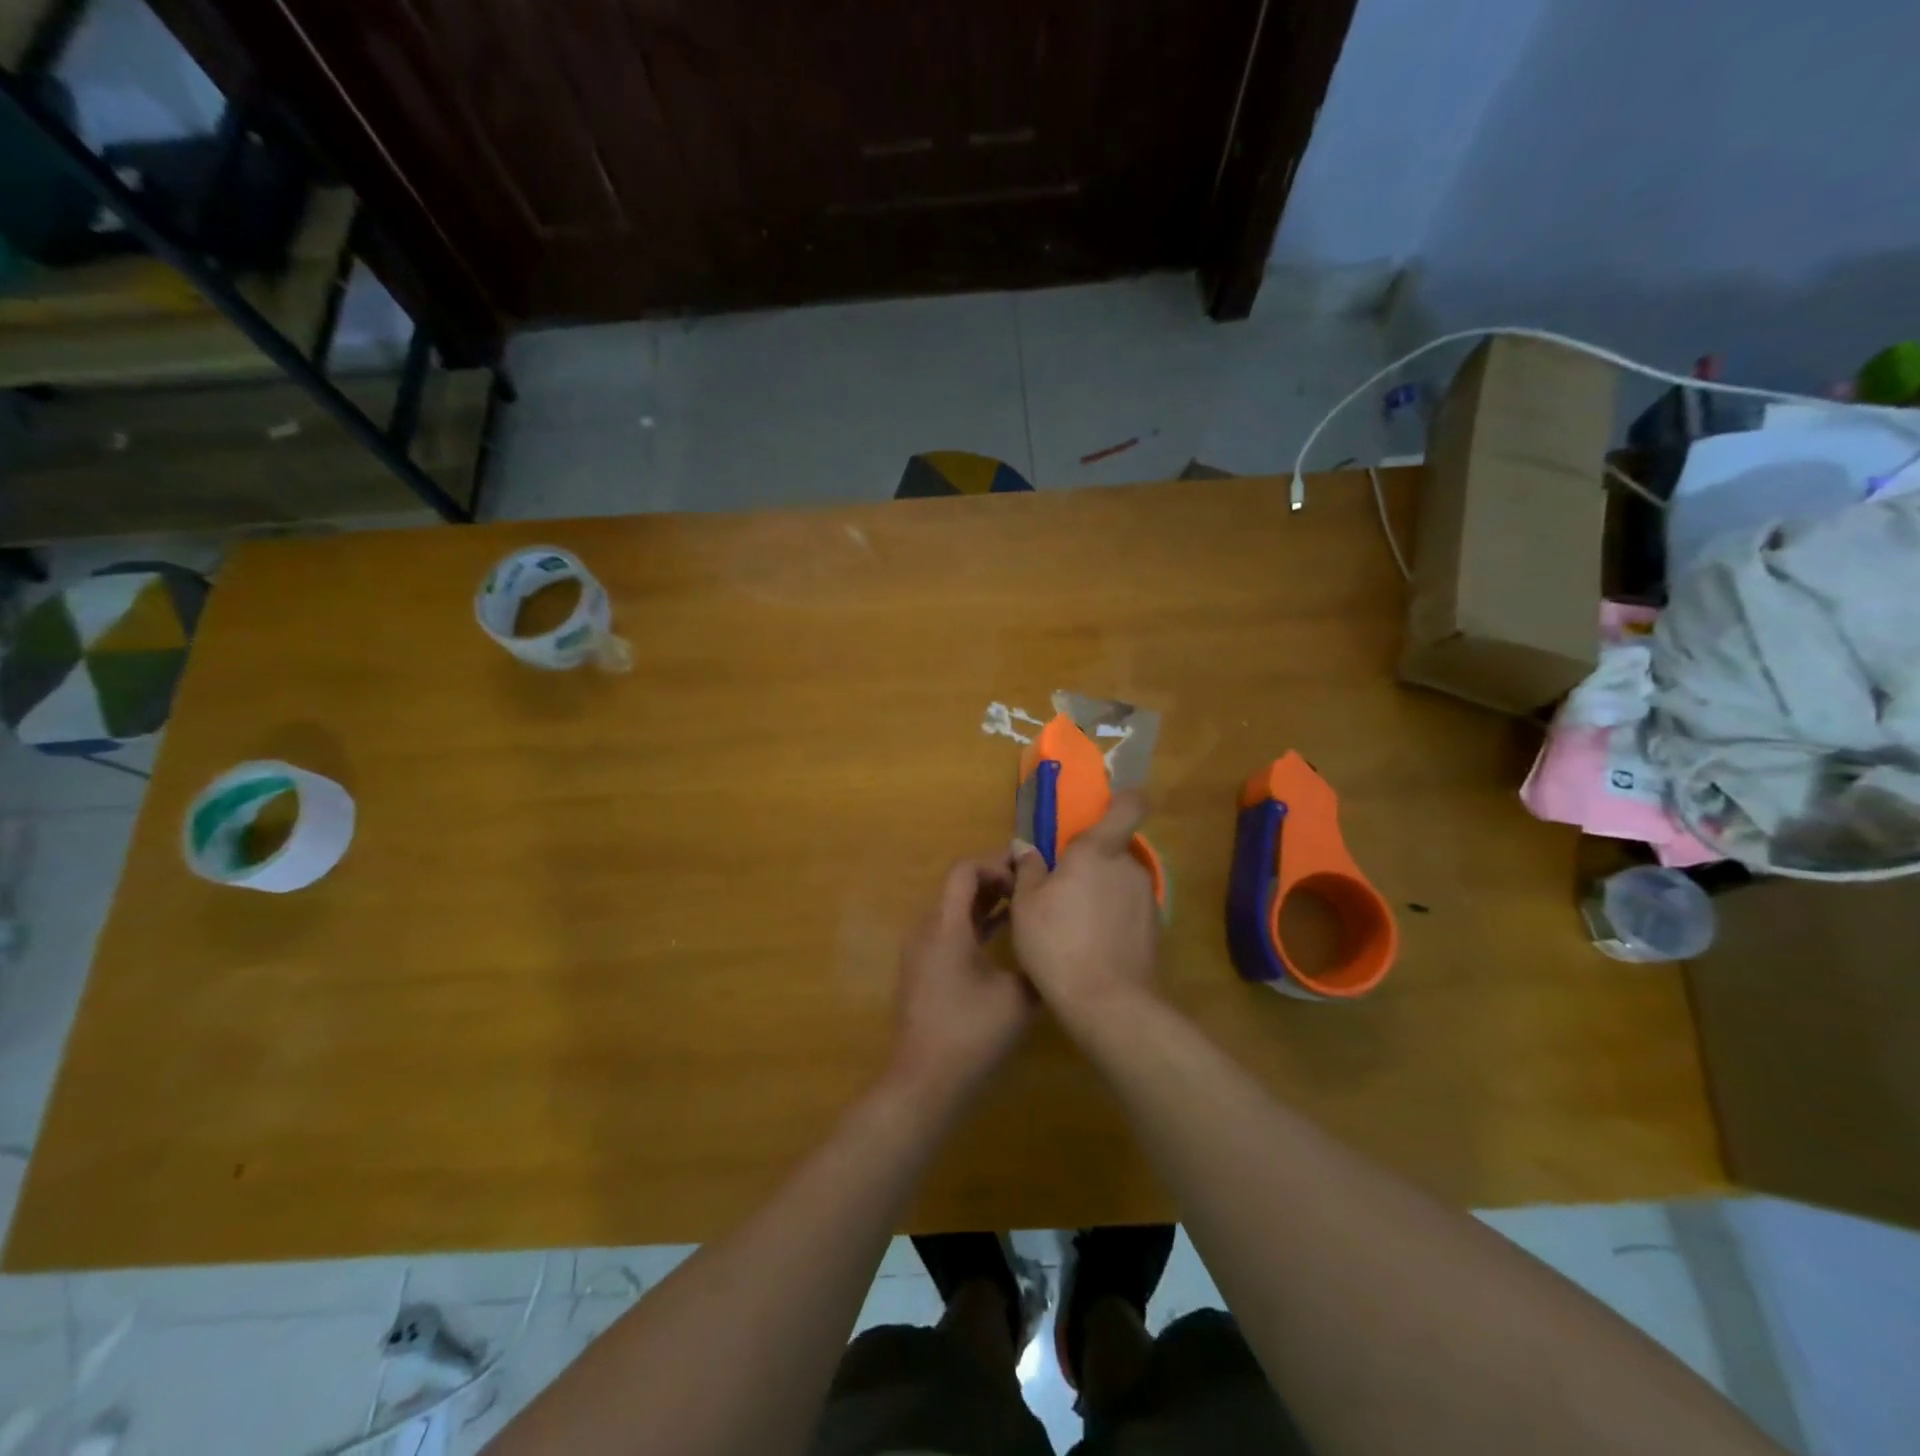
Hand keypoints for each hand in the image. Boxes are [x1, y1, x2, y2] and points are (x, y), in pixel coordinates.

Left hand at [889, 854, 1036, 1104]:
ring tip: (1022, 908)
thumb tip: (1053, 942)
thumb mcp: (1018, 998)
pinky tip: (1002, 937)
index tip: (1026, 878)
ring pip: (953, 910)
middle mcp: (927, 930)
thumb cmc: (972, 1035)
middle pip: (958, 888)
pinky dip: (974, 925)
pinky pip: (948, 931)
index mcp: (947, 927)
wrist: (925, 1082)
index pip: (965, 871)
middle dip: (994, 882)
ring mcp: (920, 950)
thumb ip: (1035, 963)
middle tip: (1030, 887)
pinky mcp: (922, 969)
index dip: (996, 866)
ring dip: (985, 904)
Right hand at [1011, 792, 1158, 1026]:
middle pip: (1113, 850)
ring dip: (1100, 892)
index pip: (1128, 806)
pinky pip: (1128, 910)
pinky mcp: (1154, 929)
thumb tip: (1026, 846)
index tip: (1106, 806)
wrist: (1107, 1003)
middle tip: (1061, 888)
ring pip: (1119, 882)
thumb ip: (1029, 868)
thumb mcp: (1026, 904)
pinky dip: (1111, 918)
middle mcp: (1129, 867)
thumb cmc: (1057, 942)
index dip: (1123, 799)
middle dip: (1091, 863)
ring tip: (1072, 924)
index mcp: (1098, 851)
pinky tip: (1090, 945)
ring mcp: (1146, 899)